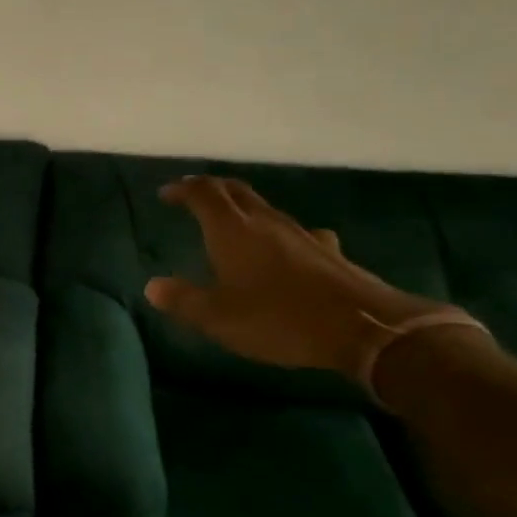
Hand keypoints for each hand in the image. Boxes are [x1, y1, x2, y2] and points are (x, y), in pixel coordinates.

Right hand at [144, 176, 442, 378]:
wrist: (364, 328)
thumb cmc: (279, 319)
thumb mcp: (219, 318)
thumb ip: (183, 300)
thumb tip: (153, 286)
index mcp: (232, 230)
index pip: (203, 193)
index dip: (182, 189)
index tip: (166, 194)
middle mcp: (264, 221)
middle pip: (235, 191)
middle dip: (210, 189)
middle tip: (193, 197)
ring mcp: (300, 233)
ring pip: (264, 207)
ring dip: (242, 207)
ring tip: (230, 223)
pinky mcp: (326, 250)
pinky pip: (294, 231)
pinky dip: (277, 232)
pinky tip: (284, 249)